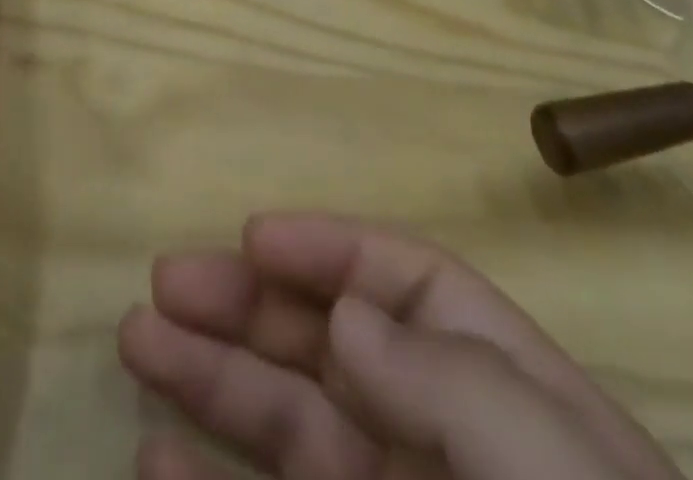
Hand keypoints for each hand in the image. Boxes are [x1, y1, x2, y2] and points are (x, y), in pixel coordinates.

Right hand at [118, 213, 680, 479]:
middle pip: (331, 347)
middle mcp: (442, 451)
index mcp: (502, 401)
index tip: (252, 236)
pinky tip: (152, 461)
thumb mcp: (554, 474)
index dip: (329, 250)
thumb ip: (454, 383)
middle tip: (167, 280)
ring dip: (212, 379)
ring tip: (138, 338)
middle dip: (248, 304)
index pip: (410, 288)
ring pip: (287, 427)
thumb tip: (349, 315)